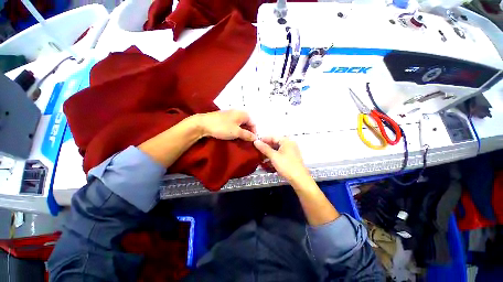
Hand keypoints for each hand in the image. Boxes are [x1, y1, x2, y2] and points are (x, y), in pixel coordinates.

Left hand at [199, 110, 256, 141]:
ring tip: (239, 138)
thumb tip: (255, 138)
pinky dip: (235, 129)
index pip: (253, 123)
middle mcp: (238, 112)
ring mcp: (230, 114)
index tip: (252, 140)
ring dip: (241, 131)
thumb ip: (247, 135)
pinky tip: (232, 133)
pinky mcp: (224, 117)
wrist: (203, 124)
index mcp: (243, 114)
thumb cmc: (222, 127)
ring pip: (240, 123)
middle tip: (245, 140)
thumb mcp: (237, 132)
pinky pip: (234, 123)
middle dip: (248, 131)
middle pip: (247, 122)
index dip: (254, 132)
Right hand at [253, 137, 310, 184]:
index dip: (263, 139)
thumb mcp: (274, 156)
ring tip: (261, 157)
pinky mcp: (290, 158)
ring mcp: (291, 152)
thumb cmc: (286, 166)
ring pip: (277, 150)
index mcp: (287, 141)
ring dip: (269, 153)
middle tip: (257, 151)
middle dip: (266, 147)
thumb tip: (256, 141)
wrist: (299, 179)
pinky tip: (268, 162)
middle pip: (275, 143)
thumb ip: (264, 148)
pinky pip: (280, 155)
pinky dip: (274, 157)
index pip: (273, 137)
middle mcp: (289, 145)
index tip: (255, 143)